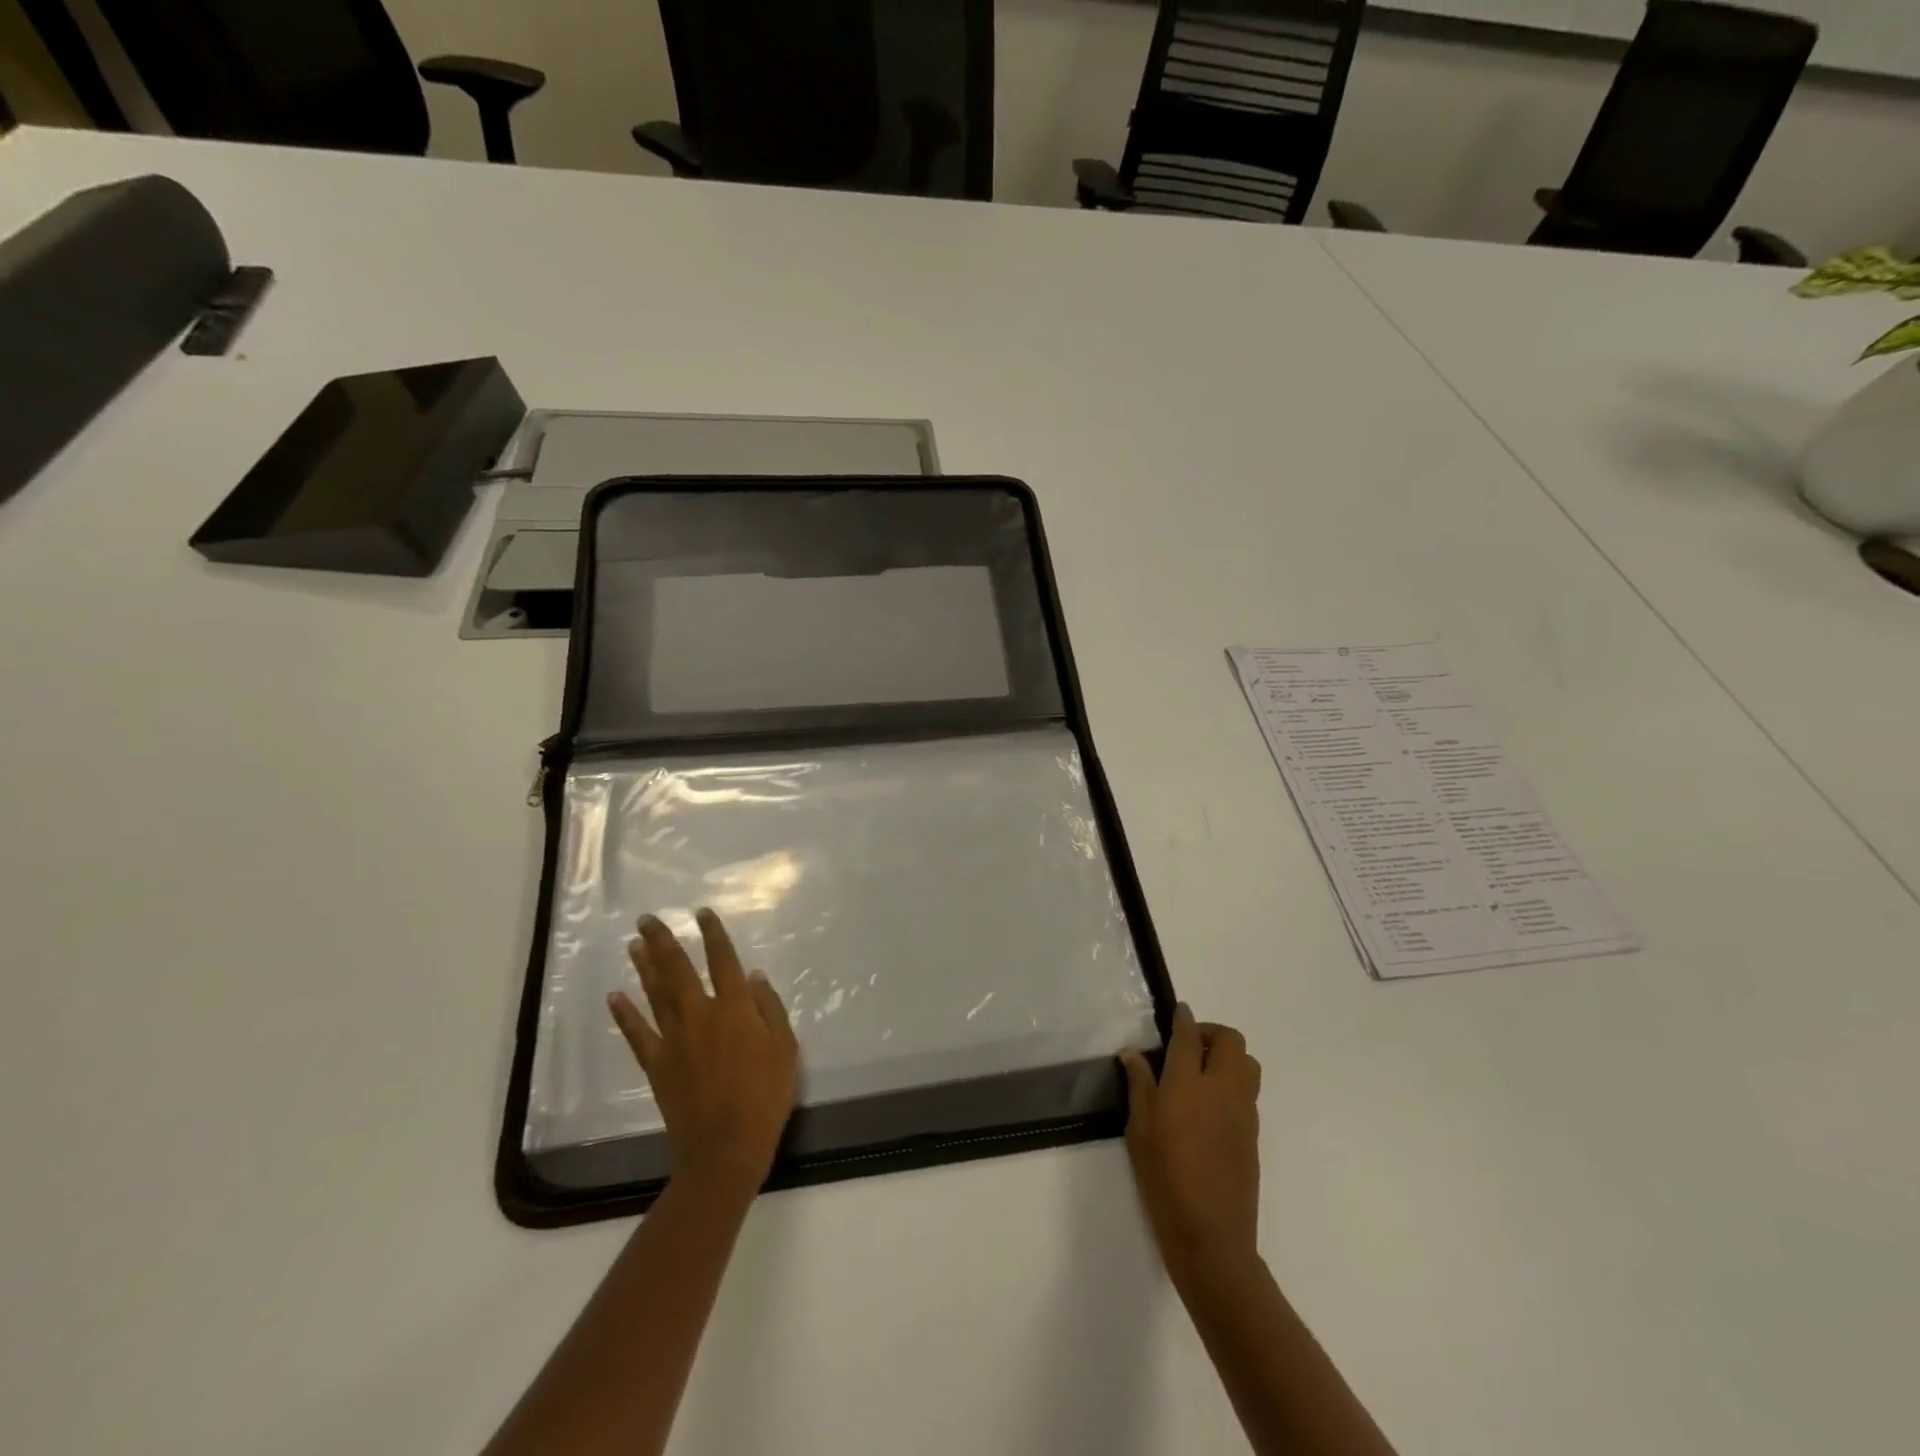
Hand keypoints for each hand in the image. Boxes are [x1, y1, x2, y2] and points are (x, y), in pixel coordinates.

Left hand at [609, 909, 799, 1197]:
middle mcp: (701, 1014)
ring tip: (634, 943)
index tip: (701, 913)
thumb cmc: (765, 1096)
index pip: (722, 960)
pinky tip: (615, 996)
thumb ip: (770, 1009)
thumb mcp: (786, 1048)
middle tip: (646, 919)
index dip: (712, 934)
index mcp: (735, 1008)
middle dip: (663, 941)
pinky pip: (637, 1034)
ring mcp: (674, 1039)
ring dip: (644, 967)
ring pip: (655, 994)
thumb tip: (753, 977)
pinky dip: (625, 1014)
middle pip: (678, 969)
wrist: (726, 1147)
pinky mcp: (656, 1064)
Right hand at [1120, 1005, 1262, 1282]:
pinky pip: (1249, 1089)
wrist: (1211, 1236)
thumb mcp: (1138, 1130)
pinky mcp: (1254, 1132)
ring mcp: (1243, 1110)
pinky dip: (1233, 1080)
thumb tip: (1132, 1053)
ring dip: (1227, 1055)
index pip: (1188, 1035)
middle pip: (1230, 1040)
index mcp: (1188, 1083)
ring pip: (1247, 1062)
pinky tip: (1211, 1103)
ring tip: (1201, 1071)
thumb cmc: (1164, 1179)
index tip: (1176, 1011)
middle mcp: (1221, 1088)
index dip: (1183, 1018)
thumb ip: (1139, 1085)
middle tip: (1187, 1045)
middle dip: (1210, 1033)